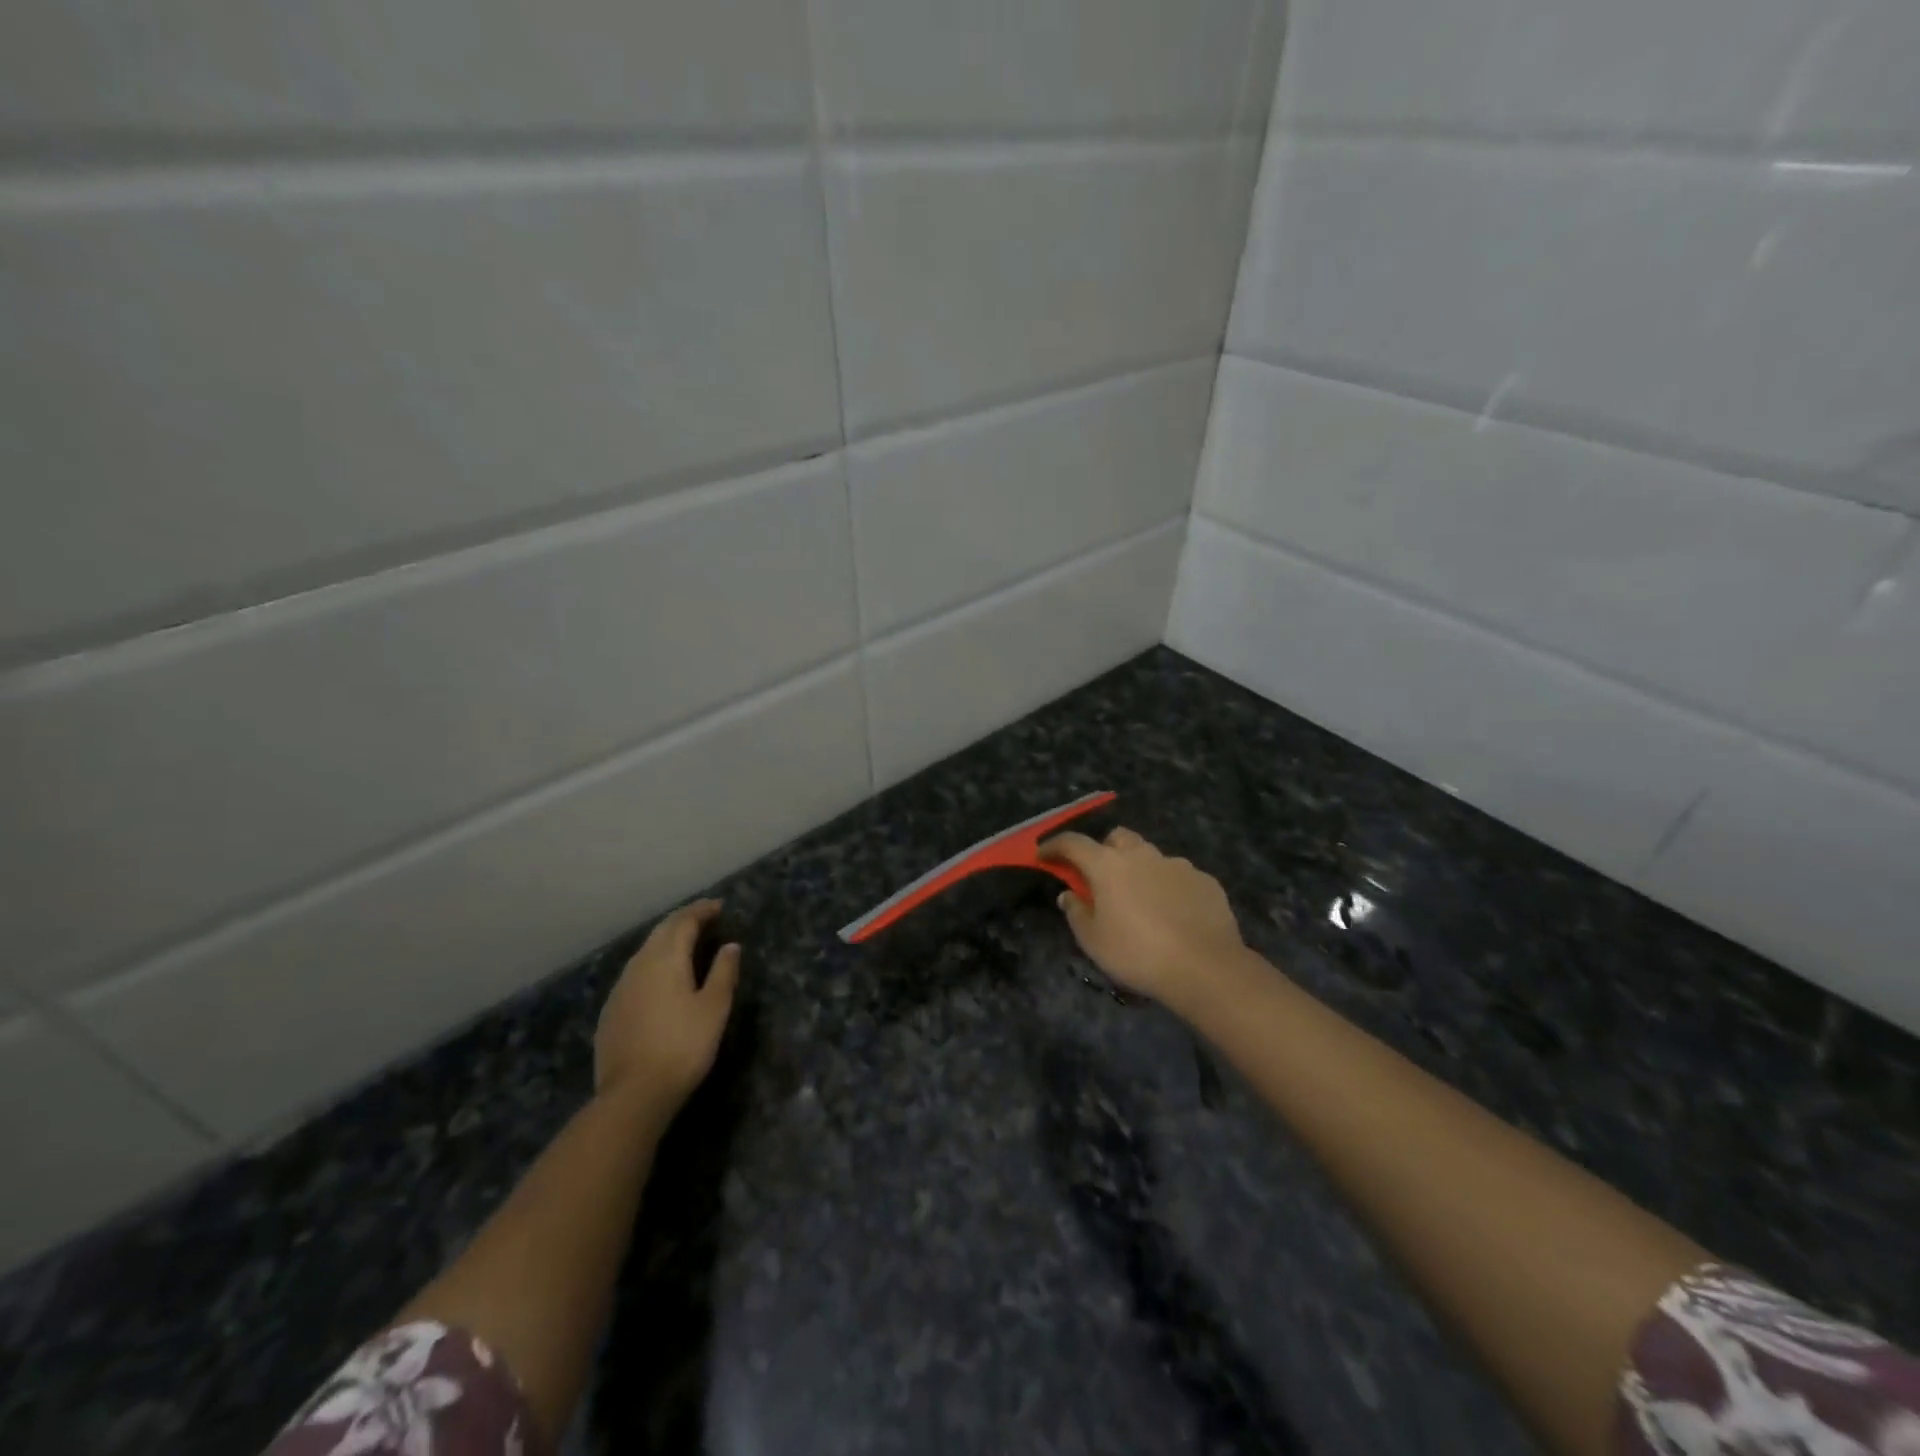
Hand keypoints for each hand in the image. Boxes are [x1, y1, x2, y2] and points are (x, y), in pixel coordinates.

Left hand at [594, 899, 739, 1109]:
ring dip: (666, 940)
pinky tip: (660, 977)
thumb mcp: (714, 1008)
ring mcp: (620, 988)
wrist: (633, 1094)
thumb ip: (723, 972)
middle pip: (661, 932)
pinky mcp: (611, 1011)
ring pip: (645, 951)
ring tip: (685, 942)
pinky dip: (652, 963)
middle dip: (683, 920)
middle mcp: (639, 965)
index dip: (702, 911)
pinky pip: (635, 973)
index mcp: (666, 959)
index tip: (719, 906)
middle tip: (704, 917)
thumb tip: (730, 946)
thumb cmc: (683, 1046)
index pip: (684, 922)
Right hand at [1041, 828, 1249, 1013]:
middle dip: (1104, 850)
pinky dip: (1169, 887)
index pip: (1073, 843)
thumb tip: (1068, 894)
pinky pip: (1179, 875)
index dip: (1055, 846)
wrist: (1205, 967)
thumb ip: (1076, 912)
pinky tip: (1173, 913)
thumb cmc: (1138, 954)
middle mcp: (1142, 855)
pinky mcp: (1204, 880)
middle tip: (1101, 878)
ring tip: (1141, 900)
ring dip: (1139, 869)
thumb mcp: (1093, 941)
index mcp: (1108, 866)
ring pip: (1150, 856)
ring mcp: (1177, 864)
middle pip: (1117, 838)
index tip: (1043, 854)